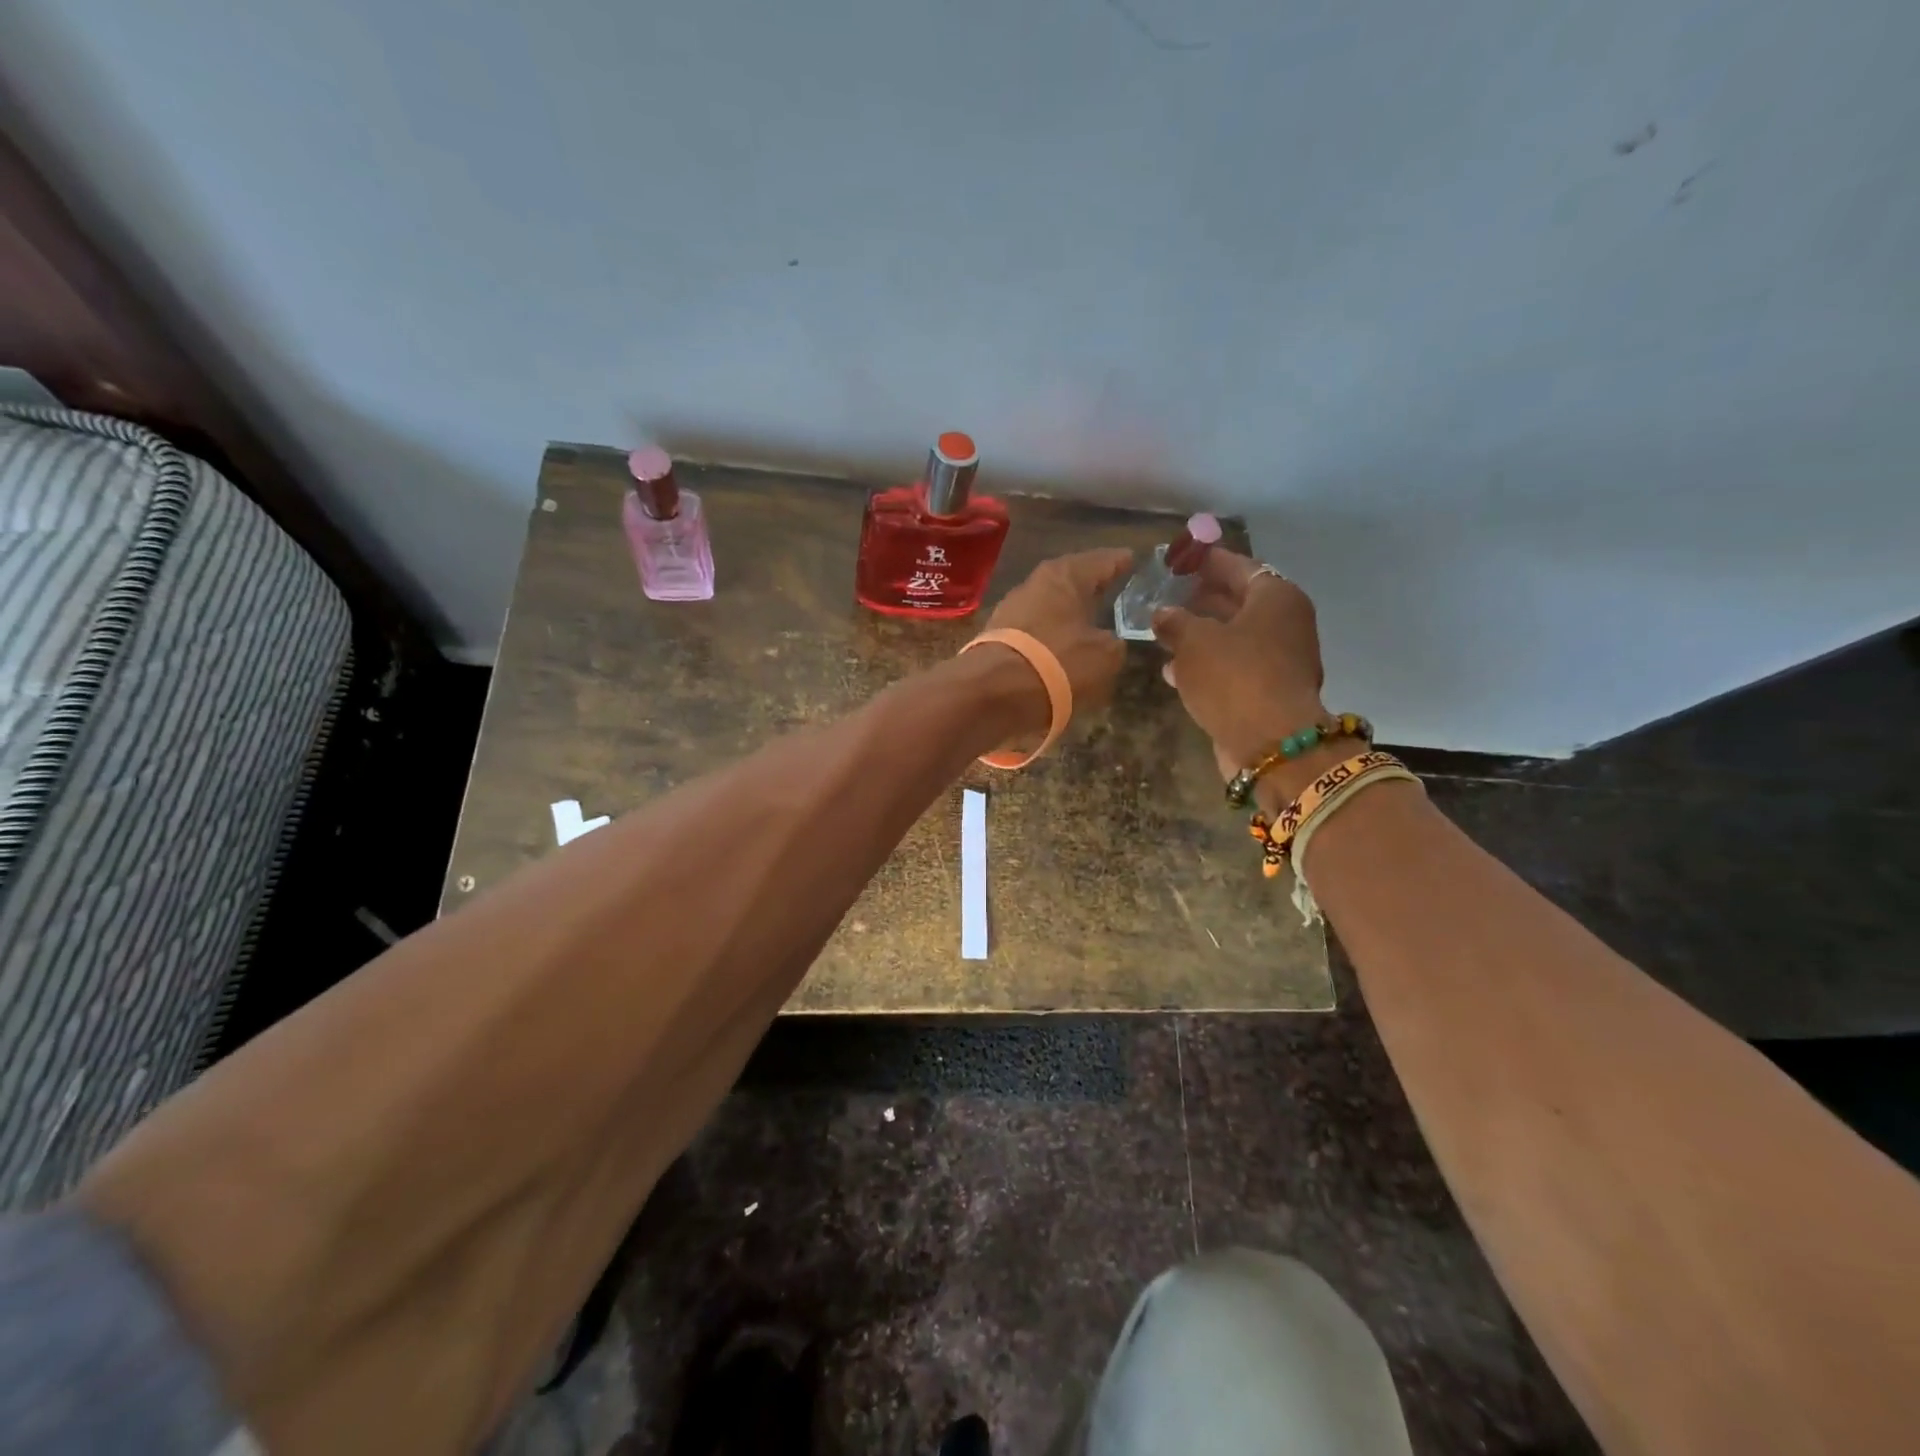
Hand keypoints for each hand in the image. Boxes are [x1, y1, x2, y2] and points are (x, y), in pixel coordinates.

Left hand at [974, 547, 1133, 741]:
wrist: (992, 693)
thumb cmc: (1058, 663)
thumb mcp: (1105, 656)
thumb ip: (1114, 643)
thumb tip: (1108, 642)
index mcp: (1065, 575)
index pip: (1103, 560)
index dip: (1121, 561)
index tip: (1132, 559)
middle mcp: (1034, 584)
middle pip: (1071, 580)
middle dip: (1090, 586)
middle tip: (1112, 589)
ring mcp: (1010, 610)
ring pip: (1050, 606)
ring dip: (1067, 613)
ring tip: (1088, 622)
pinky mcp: (997, 638)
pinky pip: (1034, 631)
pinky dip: (1049, 636)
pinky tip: (1060, 647)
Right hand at [1151, 550, 1327, 780]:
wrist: (1271, 744)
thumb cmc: (1234, 676)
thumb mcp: (1193, 641)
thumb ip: (1174, 621)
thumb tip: (1163, 613)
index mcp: (1276, 598)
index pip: (1239, 566)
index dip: (1207, 561)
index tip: (1181, 558)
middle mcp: (1285, 624)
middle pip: (1238, 602)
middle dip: (1202, 600)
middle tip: (1168, 595)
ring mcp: (1280, 660)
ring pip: (1234, 638)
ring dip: (1200, 636)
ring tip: (1164, 634)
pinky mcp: (1268, 692)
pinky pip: (1234, 667)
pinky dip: (1208, 665)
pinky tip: (1175, 672)